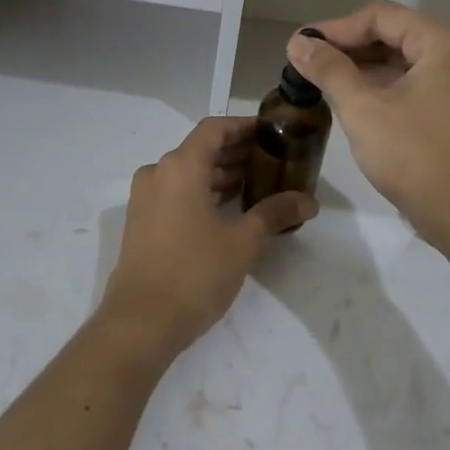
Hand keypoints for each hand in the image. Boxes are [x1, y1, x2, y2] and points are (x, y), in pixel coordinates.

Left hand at [98, 117, 318, 360]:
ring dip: (219, 174)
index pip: (214, 129)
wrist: (141, 322)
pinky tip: (228, 209)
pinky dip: (201, 192)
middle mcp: (158, 173)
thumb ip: (274, 214)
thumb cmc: (195, 274)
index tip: (271, 133)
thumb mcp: (243, 243)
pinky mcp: (141, 221)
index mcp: (180, 167)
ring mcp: (145, 198)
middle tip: (272, 162)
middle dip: (236, 153)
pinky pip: (175, 192)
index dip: (243, 127)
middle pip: (200, 149)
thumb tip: (308, 201)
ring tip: (256, 186)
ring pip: (187, 172)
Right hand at [286, 3, 449, 250]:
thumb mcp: (364, 110)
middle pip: (394, 35)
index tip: (301, 45)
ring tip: (319, 80)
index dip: (336, 28)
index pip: (381, 17)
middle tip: (305, 62)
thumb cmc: (415, 157)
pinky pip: (412, 84)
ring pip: (402, 62)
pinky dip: (380, 87)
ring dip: (361, 67)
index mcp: (444, 44)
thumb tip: (298, 44)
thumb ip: (329, 71)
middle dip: (347, 46)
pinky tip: (348, 99)